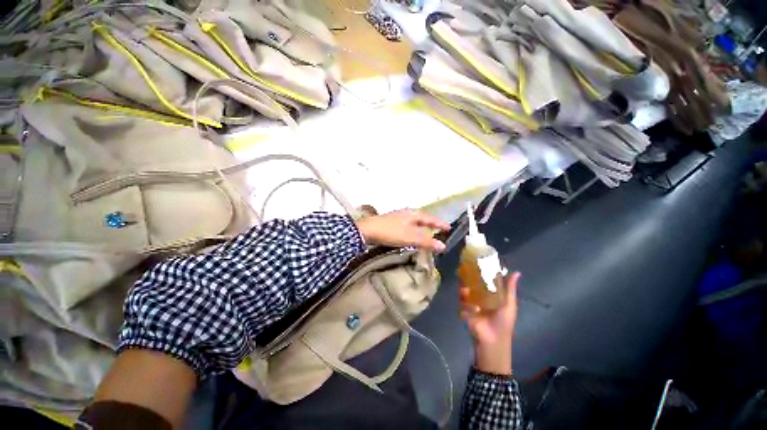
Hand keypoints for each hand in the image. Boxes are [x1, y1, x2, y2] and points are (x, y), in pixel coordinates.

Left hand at [355, 209, 449, 251]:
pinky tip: (411, 234)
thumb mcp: (410, 237)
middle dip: (431, 224)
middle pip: (423, 218)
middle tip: (440, 230)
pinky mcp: (392, 222)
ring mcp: (398, 217)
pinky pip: (408, 225)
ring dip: (422, 227)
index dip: (440, 224)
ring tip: (428, 233)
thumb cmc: (390, 232)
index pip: (430, 219)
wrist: (367, 230)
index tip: (449, 228)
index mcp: (413, 214)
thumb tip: (443, 246)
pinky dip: (414, 230)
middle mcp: (407, 213)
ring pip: (415, 222)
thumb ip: (426, 242)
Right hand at [460, 272, 519, 374]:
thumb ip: (510, 288)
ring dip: (464, 291)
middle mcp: (479, 295)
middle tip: (465, 272)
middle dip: (467, 278)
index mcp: (490, 293)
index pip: (483, 279)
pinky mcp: (464, 309)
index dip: (480, 270)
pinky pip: (461, 303)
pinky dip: (465, 305)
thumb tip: (517, 272)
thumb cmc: (503, 322)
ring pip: (463, 291)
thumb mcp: (509, 304)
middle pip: (471, 283)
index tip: (477, 260)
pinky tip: (473, 309)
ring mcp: (470, 302)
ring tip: (466, 291)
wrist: (493, 341)